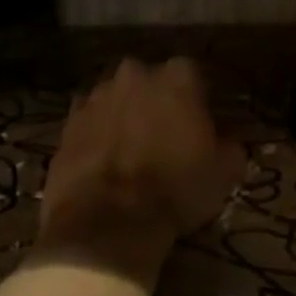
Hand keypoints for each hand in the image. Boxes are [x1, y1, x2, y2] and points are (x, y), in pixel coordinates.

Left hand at [39, 57, 245, 281]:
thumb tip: (226, 143)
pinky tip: (105, 163)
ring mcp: (94, 96)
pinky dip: (97, 136)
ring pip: (117, 99)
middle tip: (164, 136)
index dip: (198, 101)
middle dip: (156, 102)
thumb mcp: (225, 172)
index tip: (201, 125)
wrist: (106, 221)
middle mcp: (134, 75)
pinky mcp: (66, 123)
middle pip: (150, 82)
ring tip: (131, 152)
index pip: (194, 76)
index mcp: (177, 77)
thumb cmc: (176, 189)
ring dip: (124, 116)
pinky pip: (89, 123)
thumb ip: (230, 146)